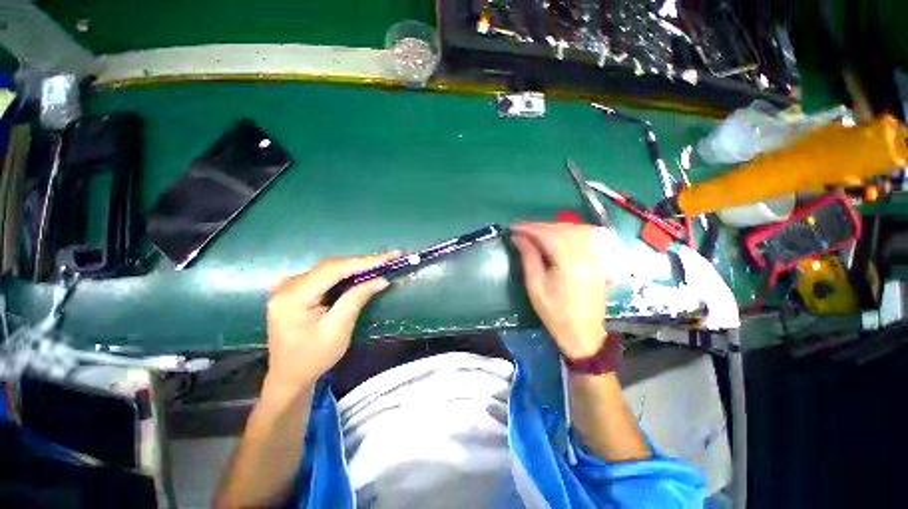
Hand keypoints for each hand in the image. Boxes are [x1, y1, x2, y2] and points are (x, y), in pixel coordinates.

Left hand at [264, 253, 397, 391]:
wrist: (288, 376)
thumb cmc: (313, 358)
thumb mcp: (338, 329)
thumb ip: (356, 299)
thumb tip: (381, 279)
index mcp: (293, 296)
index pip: (334, 269)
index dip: (365, 261)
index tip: (390, 256)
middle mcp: (287, 285)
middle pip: (331, 266)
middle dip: (362, 262)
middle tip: (389, 259)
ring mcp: (288, 286)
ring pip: (329, 269)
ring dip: (356, 267)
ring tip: (380, 263)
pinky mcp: (294, 290)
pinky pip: (324, 276)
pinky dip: (345, 274)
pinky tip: (360, 273)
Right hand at [511, 222, 608, 359]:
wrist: (583, 334)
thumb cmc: (555, 314)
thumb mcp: (535, 287)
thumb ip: (528, 258)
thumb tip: (518, 238)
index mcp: (570, 265)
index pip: (549, 236)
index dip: (530, 229)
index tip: (514, 227)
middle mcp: (587, 257)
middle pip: (563, 230)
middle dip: (541, 226)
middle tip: (522, 228)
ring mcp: (596, 258)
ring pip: (576, 229)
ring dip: (555, 226)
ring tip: (537, 230)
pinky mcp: (599, 261)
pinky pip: (587, 236)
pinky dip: (571, 230)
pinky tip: (559, 233)